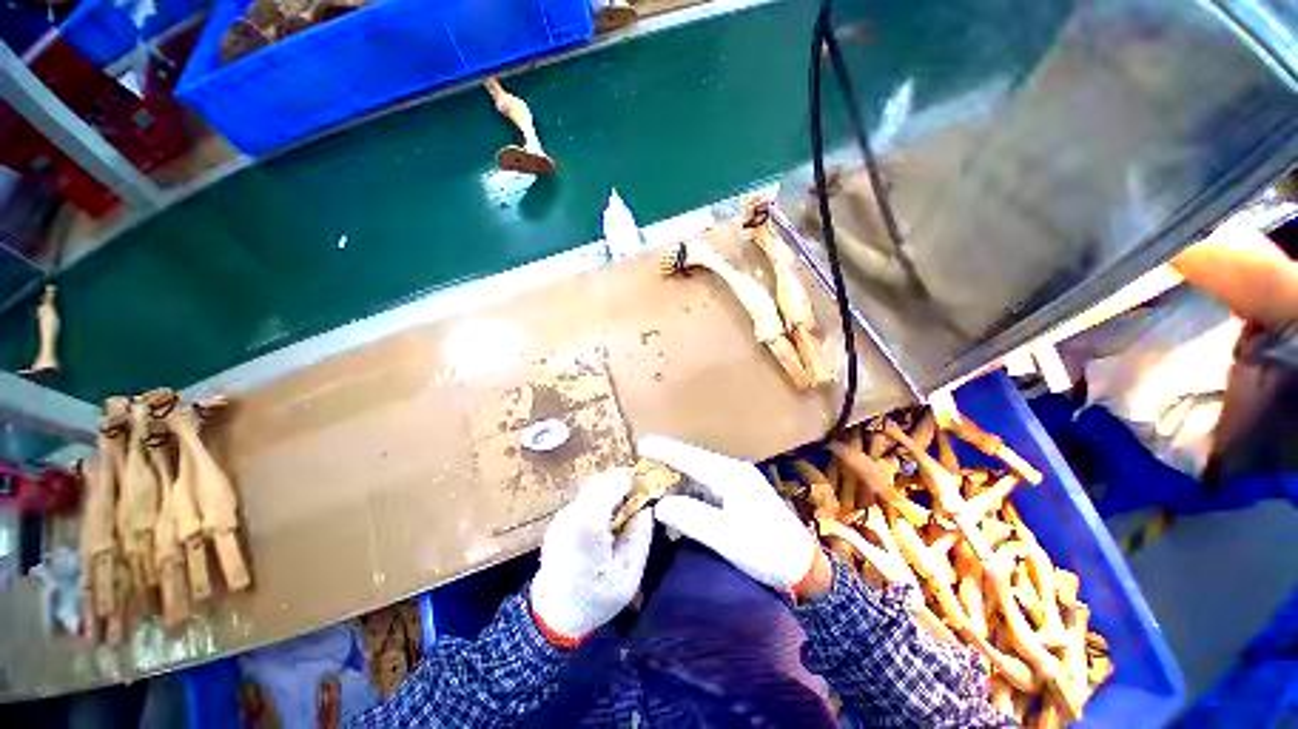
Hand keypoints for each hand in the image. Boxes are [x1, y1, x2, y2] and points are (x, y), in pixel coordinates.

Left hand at [530, 469, 653, 647]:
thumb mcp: (629, 573)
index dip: (634, 482)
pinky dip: (601, 499)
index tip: (648, 493)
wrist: (553, 615)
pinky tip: (608, 521)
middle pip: (602, 480)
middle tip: (639, 500)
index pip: (614, 482)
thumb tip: (646, 506)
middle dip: (623, 484)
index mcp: (588, 523)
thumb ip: (640, 534)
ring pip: (593, 486)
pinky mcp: (560, 518)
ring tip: (625, 511)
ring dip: (612, 490)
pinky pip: (586, 498)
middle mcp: (572, 511)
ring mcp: (563, 513)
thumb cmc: (595, 597)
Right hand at [639, 435, 822, 594]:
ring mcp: (737, 482)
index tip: (641, 443)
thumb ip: (691, 517)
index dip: (665, 449)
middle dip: (668, 457)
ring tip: (653, 475)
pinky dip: (689, 488)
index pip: (690, 457)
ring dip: (677, 473)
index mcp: (731, 475)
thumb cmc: (767, 551)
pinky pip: (706, 485)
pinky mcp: (739, 495)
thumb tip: (659, 505)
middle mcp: (733, 471)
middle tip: (641, 459)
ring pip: (699, 472)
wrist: (805, 566)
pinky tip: (677, 496)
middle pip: (693, 459)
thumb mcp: (727, 538)